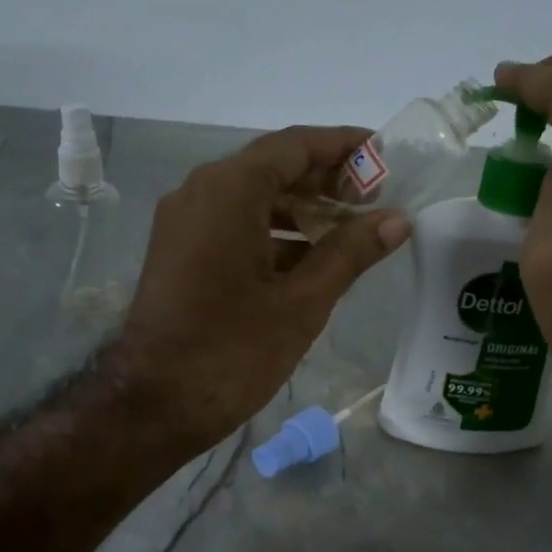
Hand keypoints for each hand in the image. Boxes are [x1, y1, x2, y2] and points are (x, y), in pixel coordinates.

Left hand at [111, 127, 410, 450]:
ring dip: (301, 209)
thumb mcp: (302, 302)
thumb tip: (397, 219)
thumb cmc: (232, 352)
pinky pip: (233, 225)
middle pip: (273, 168)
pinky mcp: (179, 253)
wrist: (153, 405)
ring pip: (252, 199)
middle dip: (326, 180)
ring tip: (351, 230)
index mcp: (229, 190)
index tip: (384, 155)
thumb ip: (350, 253)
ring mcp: (184, 223)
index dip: (344, 146)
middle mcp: (200, 192)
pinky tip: (310, 260)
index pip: (296, 146)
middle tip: (375, 199)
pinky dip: (273, 234)